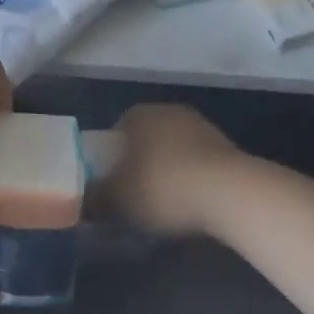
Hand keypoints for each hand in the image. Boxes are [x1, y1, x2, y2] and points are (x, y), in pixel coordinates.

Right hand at [103, 104, 242, 236]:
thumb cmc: (164, 187)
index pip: (117, 130)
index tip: (114, 183)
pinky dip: (193, 177)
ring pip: (174, 147)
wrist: (229, 192)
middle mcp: (167, 110)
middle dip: (142, 162)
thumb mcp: (120, 199)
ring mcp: (199, 125)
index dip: (113, 157)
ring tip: (169, 203)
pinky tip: (195, 202)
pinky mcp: (225, 145)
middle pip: (147, 137)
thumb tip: (83, 201)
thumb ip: (97, 198)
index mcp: (138, 114)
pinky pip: (198, 161)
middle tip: (139, 194)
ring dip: (170, 169)